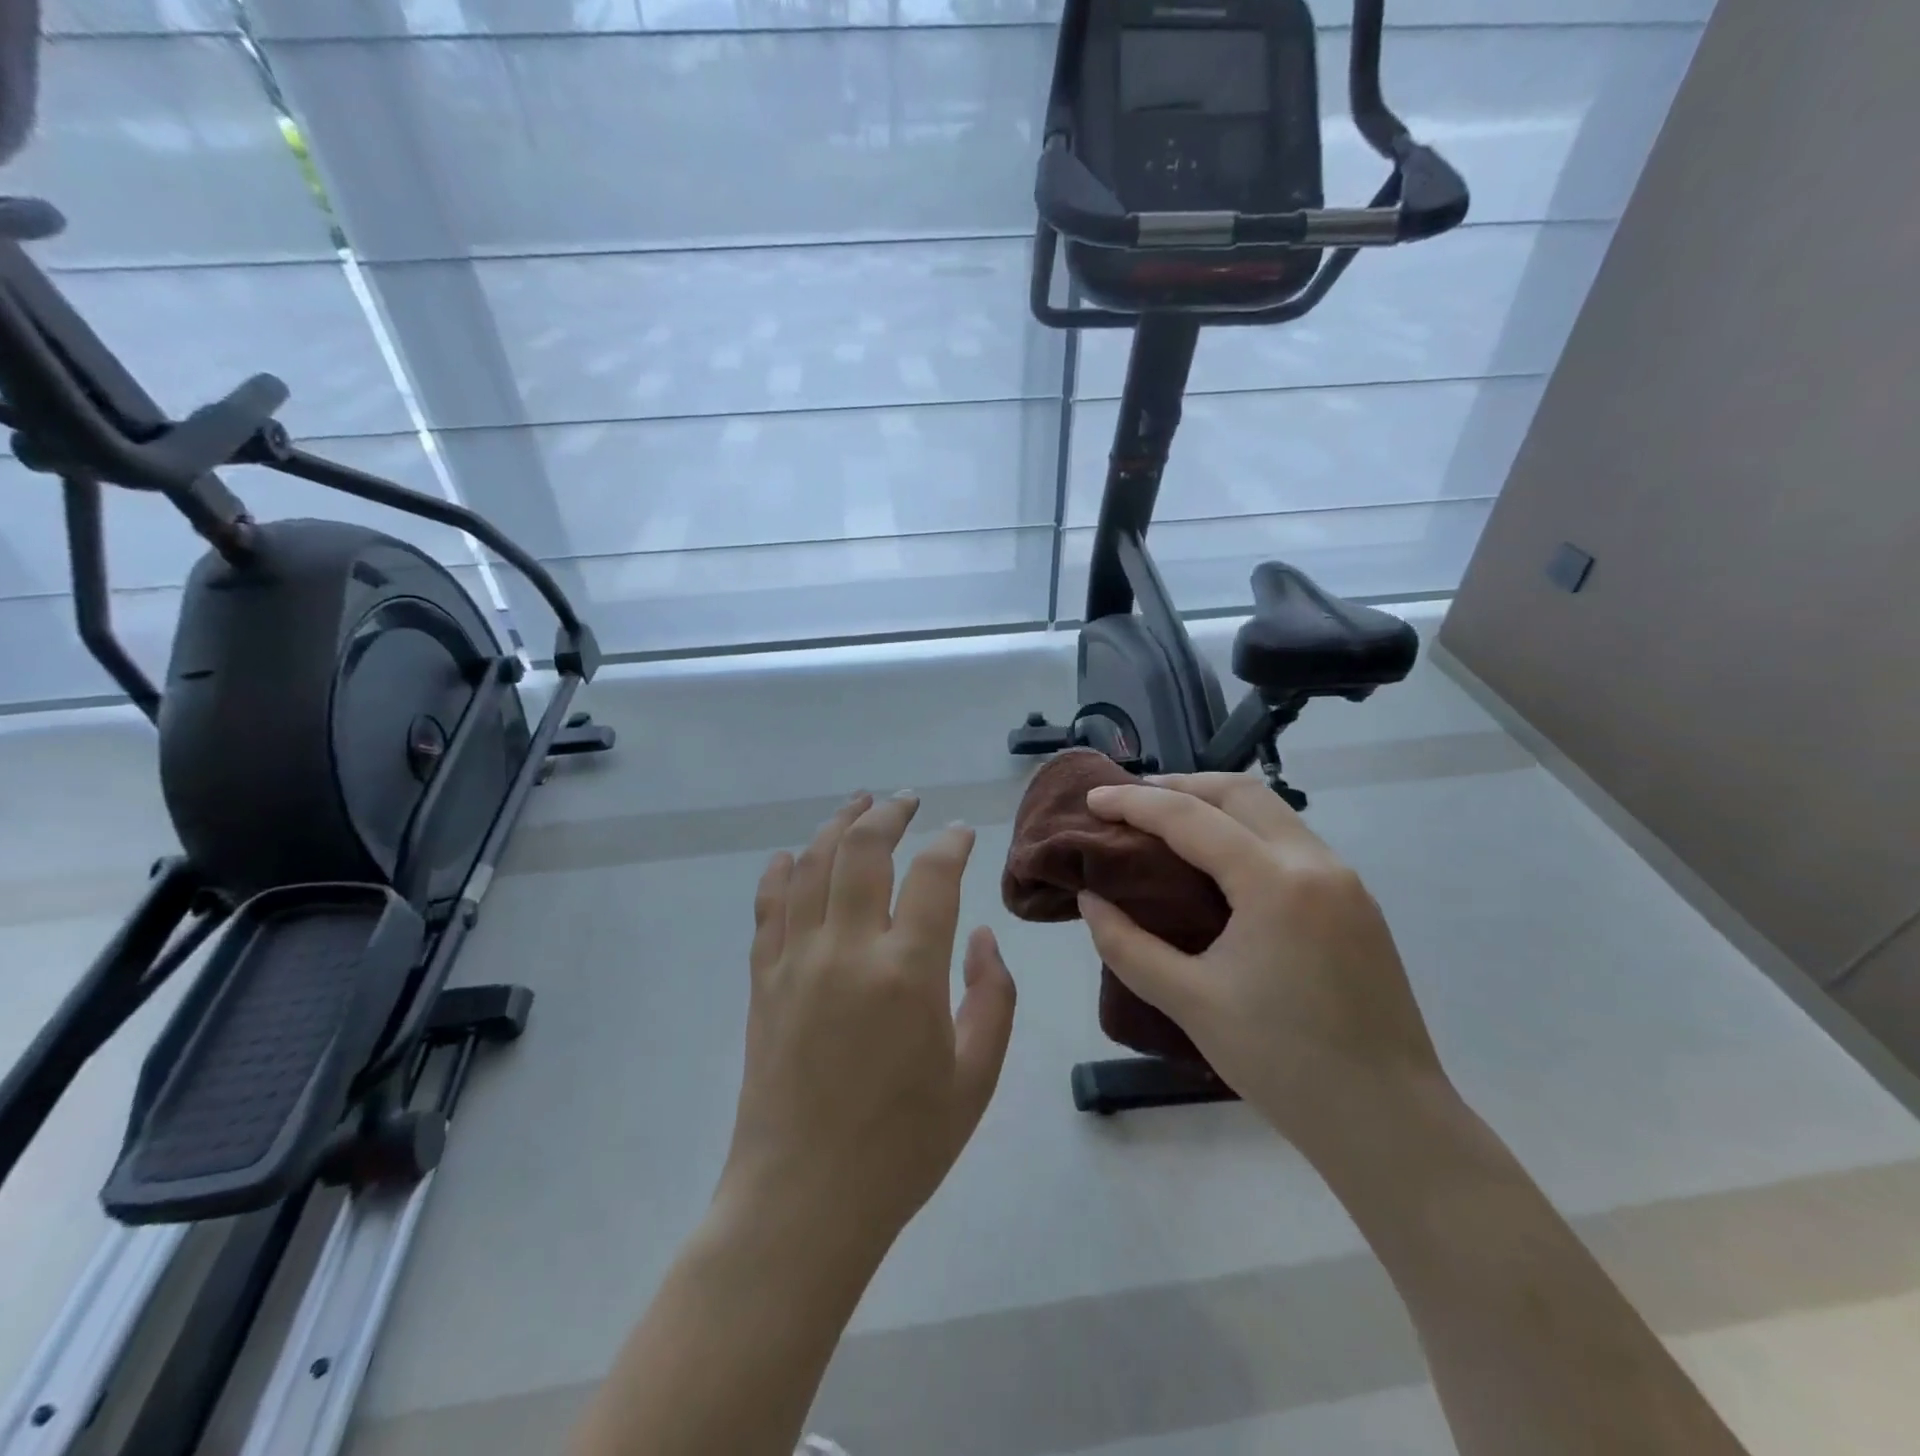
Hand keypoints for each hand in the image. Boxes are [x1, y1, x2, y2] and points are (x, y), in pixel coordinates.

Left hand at [719, 792, 1017, 1257]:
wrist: (803, 1201)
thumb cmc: (902, 1146)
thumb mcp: (975, 1078)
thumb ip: (992, 996)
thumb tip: (978, 936)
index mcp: (908, 972)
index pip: (934, 874)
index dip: (952, 841)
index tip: (962, 831)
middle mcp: (848, 949)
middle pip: (864, 849)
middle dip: (889, 813)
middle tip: (907, 801)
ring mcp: (797, 960)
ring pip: (813, 864)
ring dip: (837, 825)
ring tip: (858, 805)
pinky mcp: (763, 980)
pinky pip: (768, 906)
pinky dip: (782, 871)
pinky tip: (795, 856)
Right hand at [1078, 774, 1444, 1151]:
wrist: (1390, 1124)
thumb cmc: (1283, 1064)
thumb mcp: (1189, 1002)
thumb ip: (1127, 944)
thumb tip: (1091, 899)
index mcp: (1274, 882)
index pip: (1191, 817)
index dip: (1134, 803)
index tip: (1092, 798)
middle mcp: (1315, 863)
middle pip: (1239, 792)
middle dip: (1179, 785)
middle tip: (1130, 803)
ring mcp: (1345, 880)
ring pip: (1272, 811)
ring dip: (1216, 805)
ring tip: (1168, 824)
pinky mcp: (1356, 904)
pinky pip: (1291, 841)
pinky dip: (1246, 832)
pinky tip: (1219, 864)